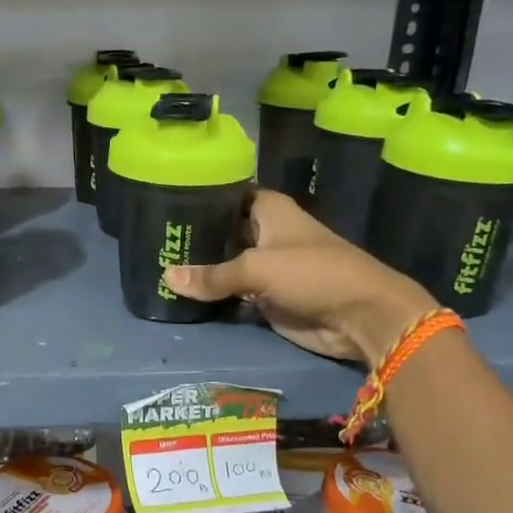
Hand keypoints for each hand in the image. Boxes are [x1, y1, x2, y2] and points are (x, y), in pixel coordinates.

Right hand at [163, 190, 437, 363]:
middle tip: (151, 239)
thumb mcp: (257, 269)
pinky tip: (180, 291)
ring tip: (156, 263)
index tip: (163, 202)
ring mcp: (265, 266)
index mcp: (268, 210)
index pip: (225, 195)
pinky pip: (230, 291)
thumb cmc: (313, 274)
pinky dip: (211, 293)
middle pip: (221, 230)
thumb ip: (212, 275)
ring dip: (200, 268)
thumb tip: (165, 277)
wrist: (361, 317)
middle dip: (192, 237)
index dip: (198, 197)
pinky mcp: (265, 296)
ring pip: (223, 262)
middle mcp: (264, 233)